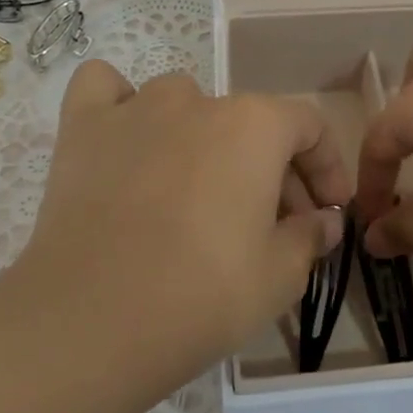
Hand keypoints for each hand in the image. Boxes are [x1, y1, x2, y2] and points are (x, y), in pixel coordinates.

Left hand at [16, 62, 350, 386]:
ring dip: (202, 136)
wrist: (90, 322)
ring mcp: (136, 109)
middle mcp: (199, 100)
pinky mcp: (82, 129)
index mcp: (255, 125)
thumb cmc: (202, 295)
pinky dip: (119, 105)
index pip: (309, 126)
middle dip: (273, 169)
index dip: (327, 167)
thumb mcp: (280, 277)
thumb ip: (311, 236)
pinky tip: (126, 139)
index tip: (329, 211)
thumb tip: (325, 220)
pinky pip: (104, 89)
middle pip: (250, 122)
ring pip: (183, 102)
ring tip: (197, 187)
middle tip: (274, 226)